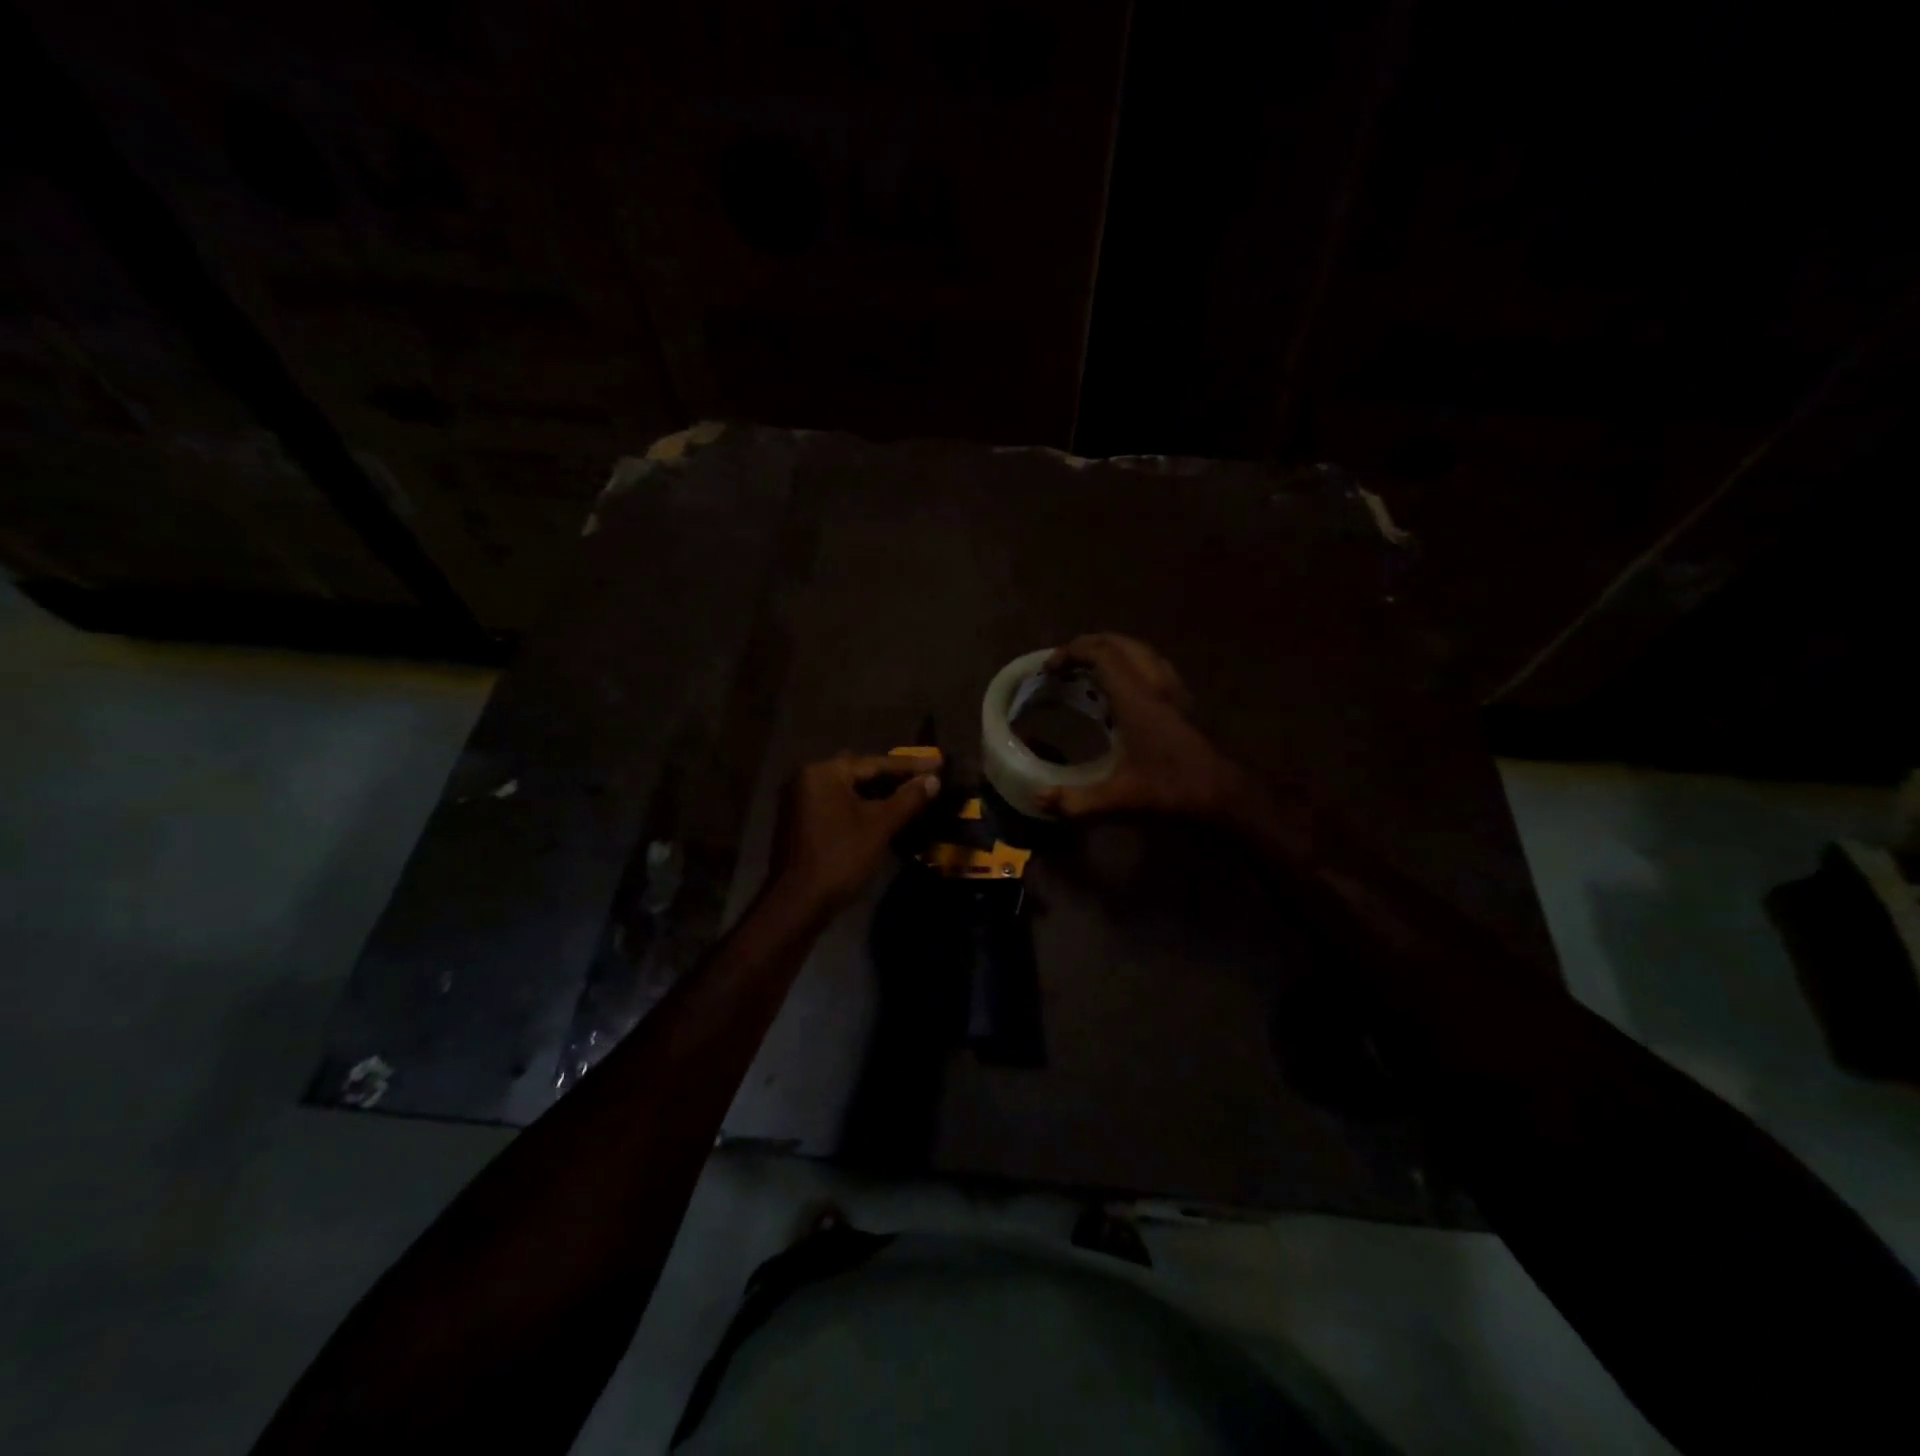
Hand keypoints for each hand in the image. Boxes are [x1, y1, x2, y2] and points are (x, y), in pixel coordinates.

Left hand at [767, 751, 942, 915]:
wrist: (799, 902)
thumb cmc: (840, 858)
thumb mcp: (880, 826)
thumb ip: (908, 799)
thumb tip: (933, 779)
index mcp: (824, 772)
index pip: (874, 763)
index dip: (909, 766)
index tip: (938, 763)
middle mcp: (807, 778)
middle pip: (860, 773)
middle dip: (893, 777)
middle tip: (925, 778)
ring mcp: (800, 799)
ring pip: (848, 789)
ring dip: (878, 793)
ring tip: (910, 795)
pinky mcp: (800, 819)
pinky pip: (837, 804)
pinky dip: (860, 806)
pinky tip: (883, 813)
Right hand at [1036, 634, 1249, 822]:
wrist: (1227, 798)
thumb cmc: (1174, 792)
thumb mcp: (1120, 802)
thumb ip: (1076, 802)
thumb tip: (1038, 798)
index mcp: (1137, 699)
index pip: (1103, 653)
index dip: (1072, 652)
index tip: (1049, 668)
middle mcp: (1156, 686)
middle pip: (1122, 644)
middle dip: (1089, 645)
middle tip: (1064, 664)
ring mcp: (1174, 693)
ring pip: (1141, 652)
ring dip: (1112, 653)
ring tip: (1088, 672)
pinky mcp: (1184, 705)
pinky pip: (1153, 669)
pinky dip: (1130, 667)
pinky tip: (1120, 694)